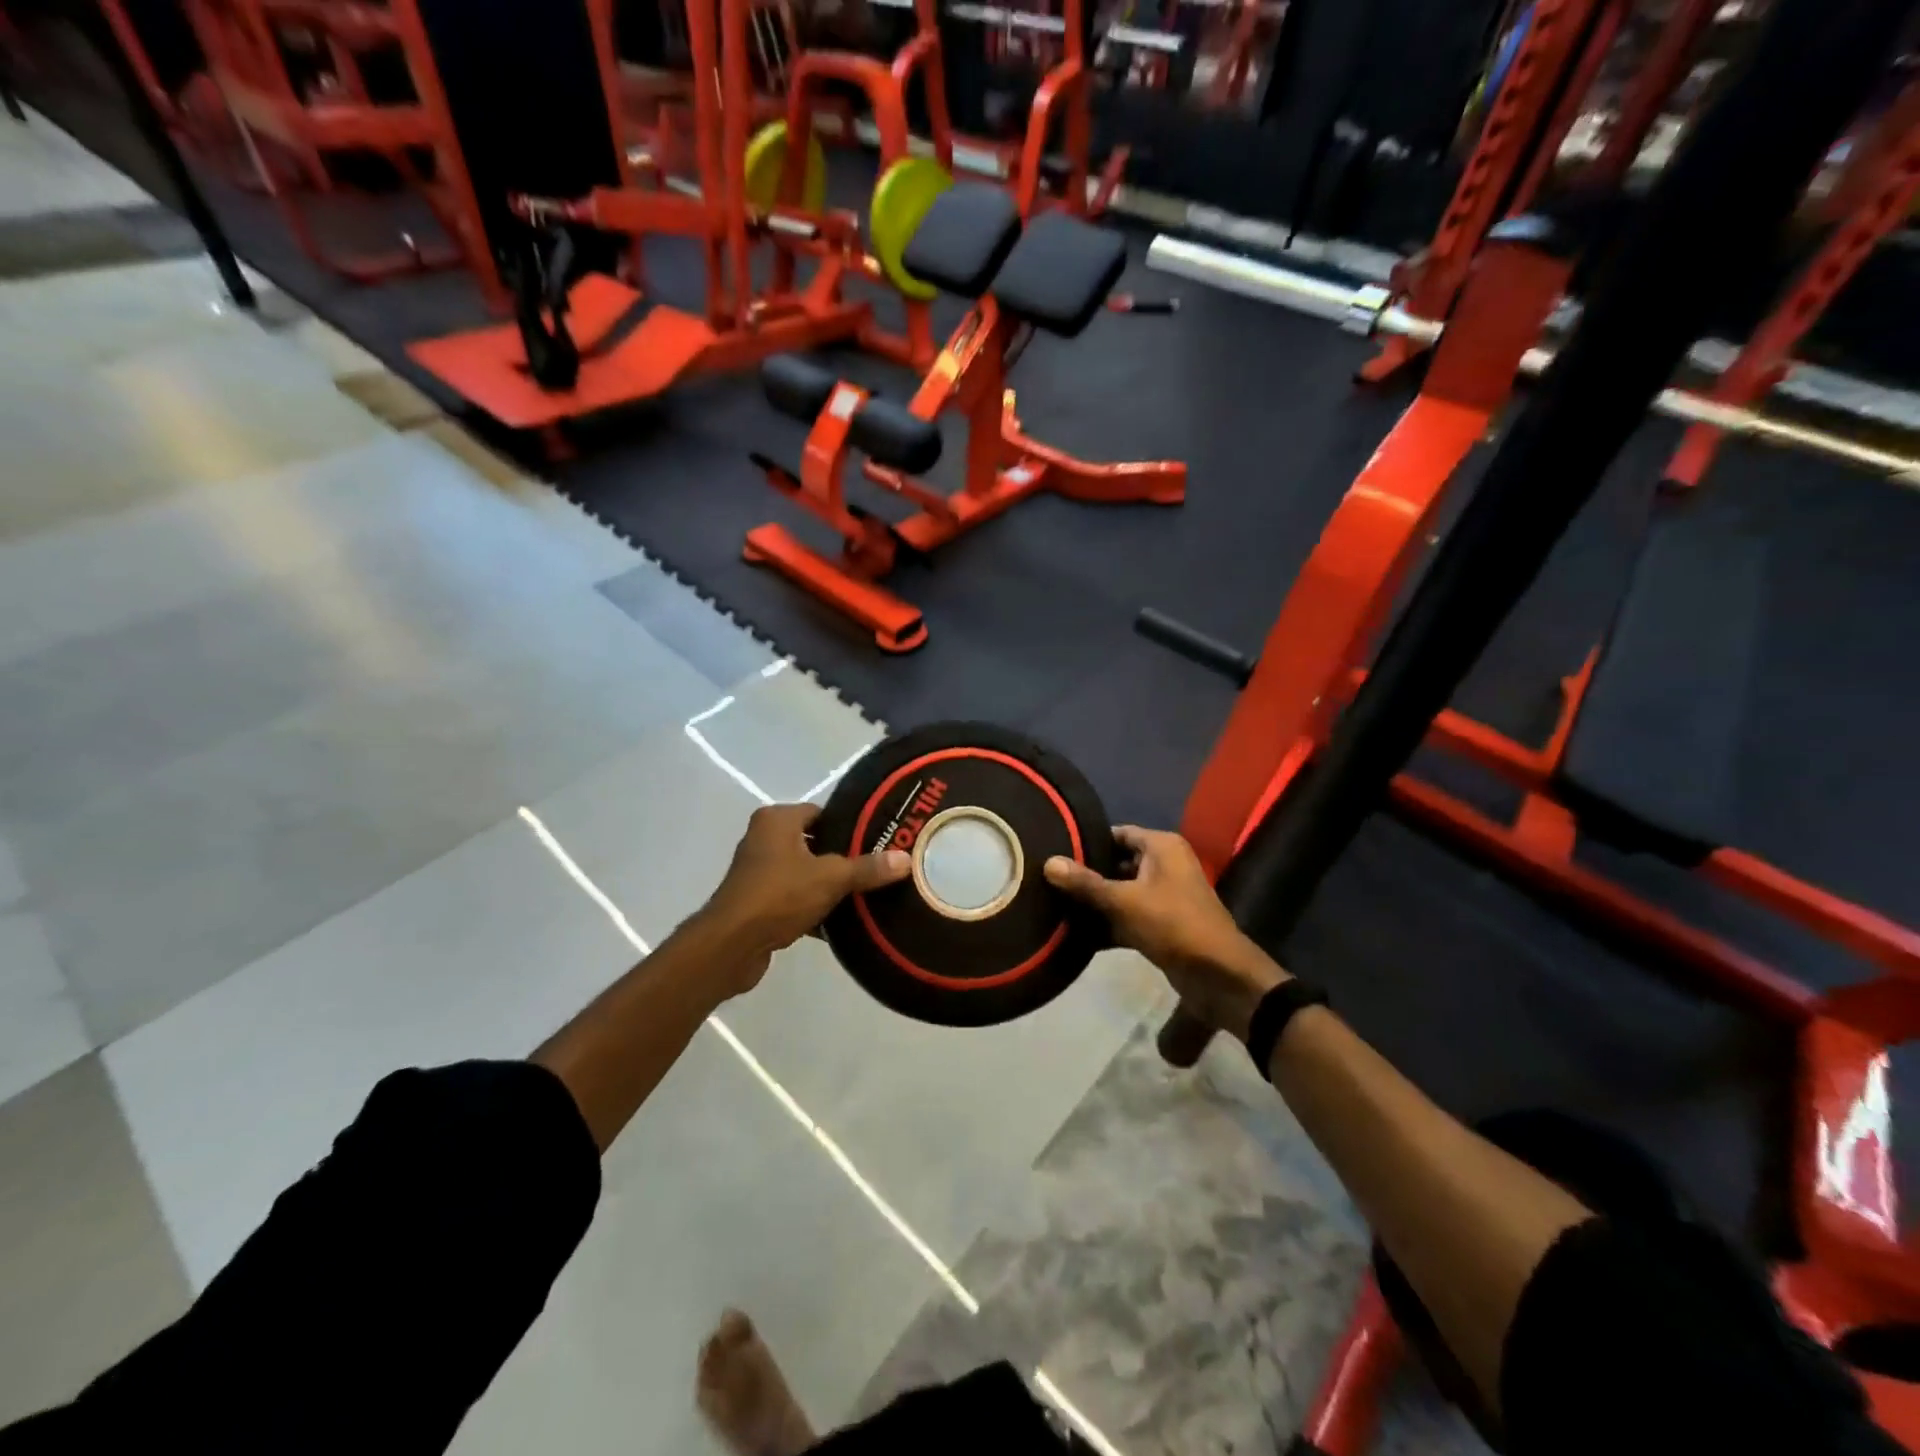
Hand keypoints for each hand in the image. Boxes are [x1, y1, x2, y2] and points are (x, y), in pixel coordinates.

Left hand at [697, 804, 910, 994]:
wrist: (731, 946)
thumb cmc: (779, 895)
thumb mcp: (831, 878)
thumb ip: (868, 868)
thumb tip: (906, 859)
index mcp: (776, 820)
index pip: (821, 813)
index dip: (849, 824)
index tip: (878, 838)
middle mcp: (764, 839)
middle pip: (815, 843)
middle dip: (843, 857)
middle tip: (879, 866)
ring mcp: (759, 872)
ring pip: (805, 873)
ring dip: (829, 885)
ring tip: (867, 893)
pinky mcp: (758, 903)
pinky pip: (795, 899)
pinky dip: (814, 908)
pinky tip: (842, 922)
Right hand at [1044, 826, 1287, 1041]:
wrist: (1218, 976)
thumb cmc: (1173, 924)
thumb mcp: (1124, 901)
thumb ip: (1085, 883)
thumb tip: (1048, 862)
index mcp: (1162, 847)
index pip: (1117, 833)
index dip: (1087, 842)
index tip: (1055, 850)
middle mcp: (1164, 864)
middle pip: (1116, 862)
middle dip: (1087, 874)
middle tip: (1049, 881)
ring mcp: (1163, 896)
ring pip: (1120, 891)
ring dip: (1095, 902)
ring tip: (1055, 905)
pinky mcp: (1161, 924)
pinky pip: (1127, 916)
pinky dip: (1107, 923)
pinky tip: (1075, 934)